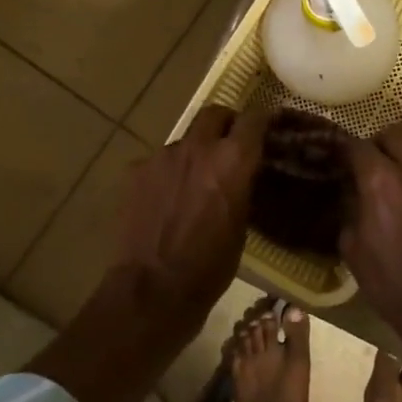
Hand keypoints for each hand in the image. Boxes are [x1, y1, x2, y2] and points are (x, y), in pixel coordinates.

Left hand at [113, 103, 266, 334]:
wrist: (154, 288)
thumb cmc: (210, 265)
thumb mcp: (242, 225)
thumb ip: (242, 188)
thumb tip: (243, 176)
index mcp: (233, 160)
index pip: (254, 118)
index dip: (261, 120)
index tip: (265, 128)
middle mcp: (199, 147)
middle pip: (214, 114)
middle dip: (224, 124)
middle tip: (228, 144)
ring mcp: (163, 156)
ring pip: (184, 141)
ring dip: (193, 153)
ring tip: (193, 182)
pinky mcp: (135, 171)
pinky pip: (158, 163)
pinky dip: (167, 174)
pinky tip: (165, 200)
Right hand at [341, 124, 401, 343]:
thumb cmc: (392, 285)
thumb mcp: (352, 249)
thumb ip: (351, 210)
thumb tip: (354, 190)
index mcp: (381, 183)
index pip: (358, 148)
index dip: (346, 152)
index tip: (343, 161)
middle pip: (394, 133)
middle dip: (379, 143)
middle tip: (374, 162)